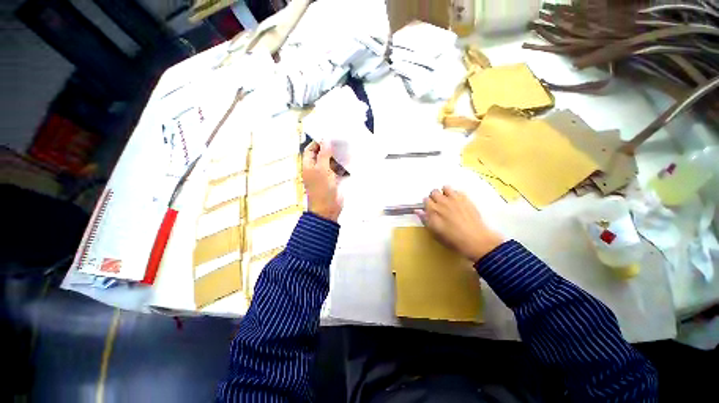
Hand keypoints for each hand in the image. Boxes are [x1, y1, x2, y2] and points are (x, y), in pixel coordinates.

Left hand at [302, 142, 342, 221]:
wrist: (327, 209)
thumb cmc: (322, 190)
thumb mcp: (322, 169)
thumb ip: (324, 154)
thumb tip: (326, 140)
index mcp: (309, 166)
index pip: (311, 150)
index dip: (318, 143)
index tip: (328, 137)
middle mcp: (316, 169)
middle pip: (322, 155)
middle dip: (330, 149)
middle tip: (340, 142)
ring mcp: (325, 175)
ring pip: (331, 162)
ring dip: (338, 157)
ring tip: (347, 149)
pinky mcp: (334, 181)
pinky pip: (337, 170)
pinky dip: (343, 166)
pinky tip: (349, 161)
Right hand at [417, 186, 502, 261]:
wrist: (475, 239)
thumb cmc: (452, 238)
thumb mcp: (434, 232)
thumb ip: (425, 219)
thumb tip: (417, 210)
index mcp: (433, 209)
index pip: (425, 199)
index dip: (427, 204)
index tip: (429, 209)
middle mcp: (442, 201)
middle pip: (434, 191)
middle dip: (434, 197)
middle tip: (438, 205)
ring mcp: (455, 199)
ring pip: (446, 187)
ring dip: (445, 193)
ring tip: (448, 201)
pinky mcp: (466, 199)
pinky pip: (458, 191)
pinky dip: (456, 195)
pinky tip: (458, 203)